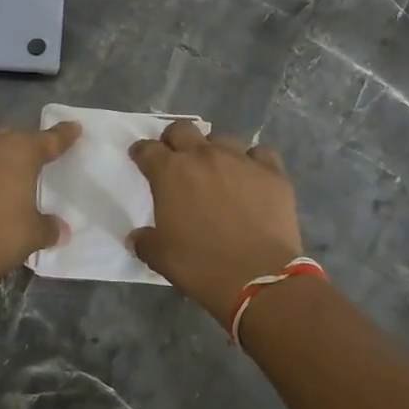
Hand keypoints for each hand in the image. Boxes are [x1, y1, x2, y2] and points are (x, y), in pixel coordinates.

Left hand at [0, 121, 80, 309]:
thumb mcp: (32, 234)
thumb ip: (48, 227)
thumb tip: (61, 229)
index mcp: (20, 152)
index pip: (49, 139)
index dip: (63, 135)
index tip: (74, 127)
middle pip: (16, 139)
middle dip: (29, 145)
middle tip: (42, 156)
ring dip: (4, 160)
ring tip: (16, 176)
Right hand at [128, 120, 302, 323]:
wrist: (259, 278)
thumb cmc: (201, 266)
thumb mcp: (161, 257)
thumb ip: (145, 241)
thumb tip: (137, 238)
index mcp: (170, 172)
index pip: (147, 149)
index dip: (141, 153)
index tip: (141, 160)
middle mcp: (204, 156)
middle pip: (183, 129)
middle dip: (174, 141)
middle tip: (176, 160)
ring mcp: (240, 160)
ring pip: (222, 139)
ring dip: (213, 151)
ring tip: (217, 172)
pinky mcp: (272, 172)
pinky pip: (259, 154)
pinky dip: (252, 161)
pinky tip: (251, 177)